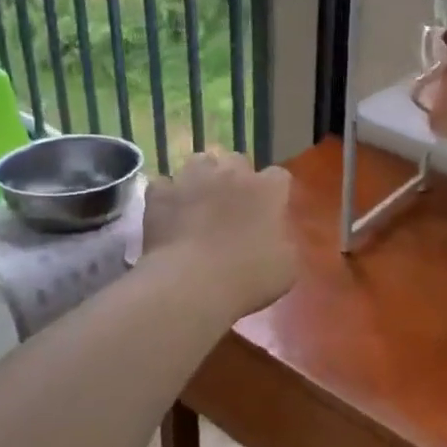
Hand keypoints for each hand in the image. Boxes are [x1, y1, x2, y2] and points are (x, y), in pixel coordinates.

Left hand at [143, 151, 296, 319]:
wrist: (191, 285)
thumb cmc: (248, 277)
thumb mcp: (286, 268)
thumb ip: (286, 243)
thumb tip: (278, 238)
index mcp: (267, 189)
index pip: (279, 176)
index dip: (274, 192)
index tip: (271, 211)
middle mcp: (231, 173)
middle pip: (237, 161)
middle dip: (236, 178)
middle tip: (233, 205)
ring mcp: (192, 179)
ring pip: (199, 162)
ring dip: (202, 177)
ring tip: (199, 200)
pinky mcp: (161, 193)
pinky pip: (164, 185)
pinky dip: (167, 195)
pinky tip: (169, 212)